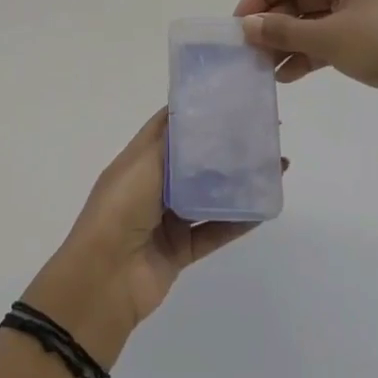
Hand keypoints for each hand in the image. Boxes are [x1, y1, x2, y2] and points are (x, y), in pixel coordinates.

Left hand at [24, 110, 275, 367]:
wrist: (104, 278)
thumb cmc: (119, 209)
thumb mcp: (142, 164)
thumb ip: (171, 143)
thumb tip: (193, 115)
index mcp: (137, 161)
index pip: (168, 128)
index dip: (195, 113)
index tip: (229, 99)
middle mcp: (152, 187)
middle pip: (193, 162)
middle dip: (223, 148)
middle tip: (261, 133)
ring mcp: (167, 220)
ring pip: (208, 196)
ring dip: (237, 183)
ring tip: (272, 167)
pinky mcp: (181, 250)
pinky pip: (214, 232)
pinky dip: (238, 221)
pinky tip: (263, 207)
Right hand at [234, 0, 377, 139]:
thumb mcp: (327, 36)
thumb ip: (282, 30)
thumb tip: (247, 26)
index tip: (238, 25)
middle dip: (274, 23)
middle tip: (250, 50)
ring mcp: (368, 8)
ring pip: (315, 20)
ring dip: (290, 41)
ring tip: (265, 68)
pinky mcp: (376, 36)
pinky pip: (332, 38)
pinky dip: (311, 52)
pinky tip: (290, 75)